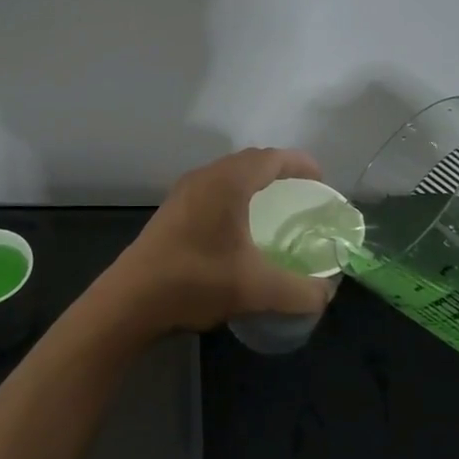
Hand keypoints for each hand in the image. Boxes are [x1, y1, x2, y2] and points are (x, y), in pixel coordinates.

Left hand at [99, 148, 335, 336]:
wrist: (132, 299)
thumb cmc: (196, 281)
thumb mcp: (257, 290)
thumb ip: (300, 291)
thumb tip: (326, 293)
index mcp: (228, 182)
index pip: (271, 158)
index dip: (300, 164)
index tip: (321, 181)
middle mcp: (205, 177)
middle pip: (250, 161)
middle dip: (279, 172)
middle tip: (302, 194)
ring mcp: (184, 192)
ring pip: (228, 175)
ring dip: (254, 183)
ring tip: (275, 208)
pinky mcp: (172, 210)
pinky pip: (213, 189)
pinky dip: (234, 196)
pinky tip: (239, 227)